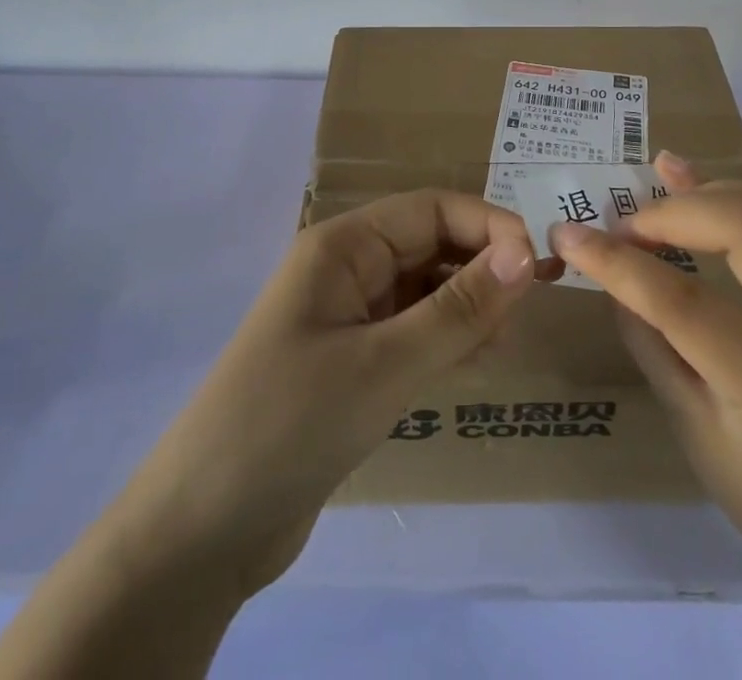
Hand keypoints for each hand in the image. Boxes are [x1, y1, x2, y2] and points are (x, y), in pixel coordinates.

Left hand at [108, 189, 536, 599]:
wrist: (200, 532)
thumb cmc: (292, 424)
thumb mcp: (385, 364)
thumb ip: (459, 307)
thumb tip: (526, 252)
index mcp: (344, 245)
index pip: (431, 209)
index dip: (489, 225)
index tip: (540, 263)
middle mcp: (346, 268)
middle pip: (429, 244)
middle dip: (482, 264)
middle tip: (535, 303)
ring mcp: (346, 316)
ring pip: (424, 288)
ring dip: (468, 303)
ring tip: (505, 338)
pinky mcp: (349, 361)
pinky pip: (411, 330)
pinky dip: (445, 337)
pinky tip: (475, 361)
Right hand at [550, 152, 741, 597]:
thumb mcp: (691, 428)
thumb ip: (650, 339)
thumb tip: (609, 265)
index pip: (688, 307)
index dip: (619, 264)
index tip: (568, 234)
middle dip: (672, 211)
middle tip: (626, 226)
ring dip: (706, 191)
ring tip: (659, 203)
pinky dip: (735, 194)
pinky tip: (695, 190)